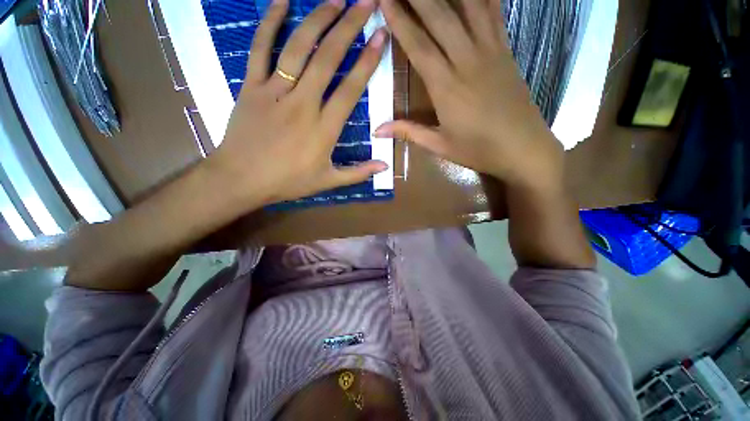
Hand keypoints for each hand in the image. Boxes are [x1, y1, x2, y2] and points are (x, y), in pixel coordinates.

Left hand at [209, 0, 388, 206]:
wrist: (241, 179)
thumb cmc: (288, 182)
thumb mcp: (328, 181)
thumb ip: (358, 173)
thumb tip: (385, 165)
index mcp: (324, 129)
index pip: (350, 89)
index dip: (367, 62)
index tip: (380, 37)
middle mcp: (302, 104)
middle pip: (328, 59)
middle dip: (349, 27)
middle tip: (366, 2)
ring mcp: (274, 92)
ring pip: (298, 48)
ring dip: (318, 19)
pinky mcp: (251, 86)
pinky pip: (260, 49)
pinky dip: (269, 22)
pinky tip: (282, 1)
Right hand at [377, 0, 563, 190]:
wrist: (523, 148)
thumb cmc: (478, 150)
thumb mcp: (439, 146)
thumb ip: (408, 132)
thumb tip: (377, 131)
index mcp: (446, 88)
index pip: (418, 47)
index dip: (400, 21)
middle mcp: (466, 62)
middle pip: (440, 17)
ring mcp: (490, 52)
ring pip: (469, 7)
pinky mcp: (506, 51)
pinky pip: (495, 13)